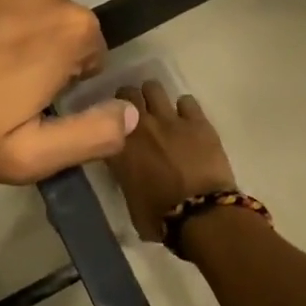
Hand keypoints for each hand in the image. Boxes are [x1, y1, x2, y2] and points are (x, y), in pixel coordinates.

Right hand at [107, 81, 238, 240]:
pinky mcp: (197, 121)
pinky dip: (184, 108)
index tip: (111, 124)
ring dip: (153, 96)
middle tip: (134, 111)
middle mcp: (139, 126)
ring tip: (158, 108)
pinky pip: (186, 100)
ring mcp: (169, 119)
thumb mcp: (129, 199)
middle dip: (129, 100)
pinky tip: (186, 119)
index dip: (108, 119)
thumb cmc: (160, 217)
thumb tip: (128, 173)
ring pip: (153, 88)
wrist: (201, 214)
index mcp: (118, 147)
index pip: (104, 118)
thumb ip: (125, 177)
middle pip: (127, 93)